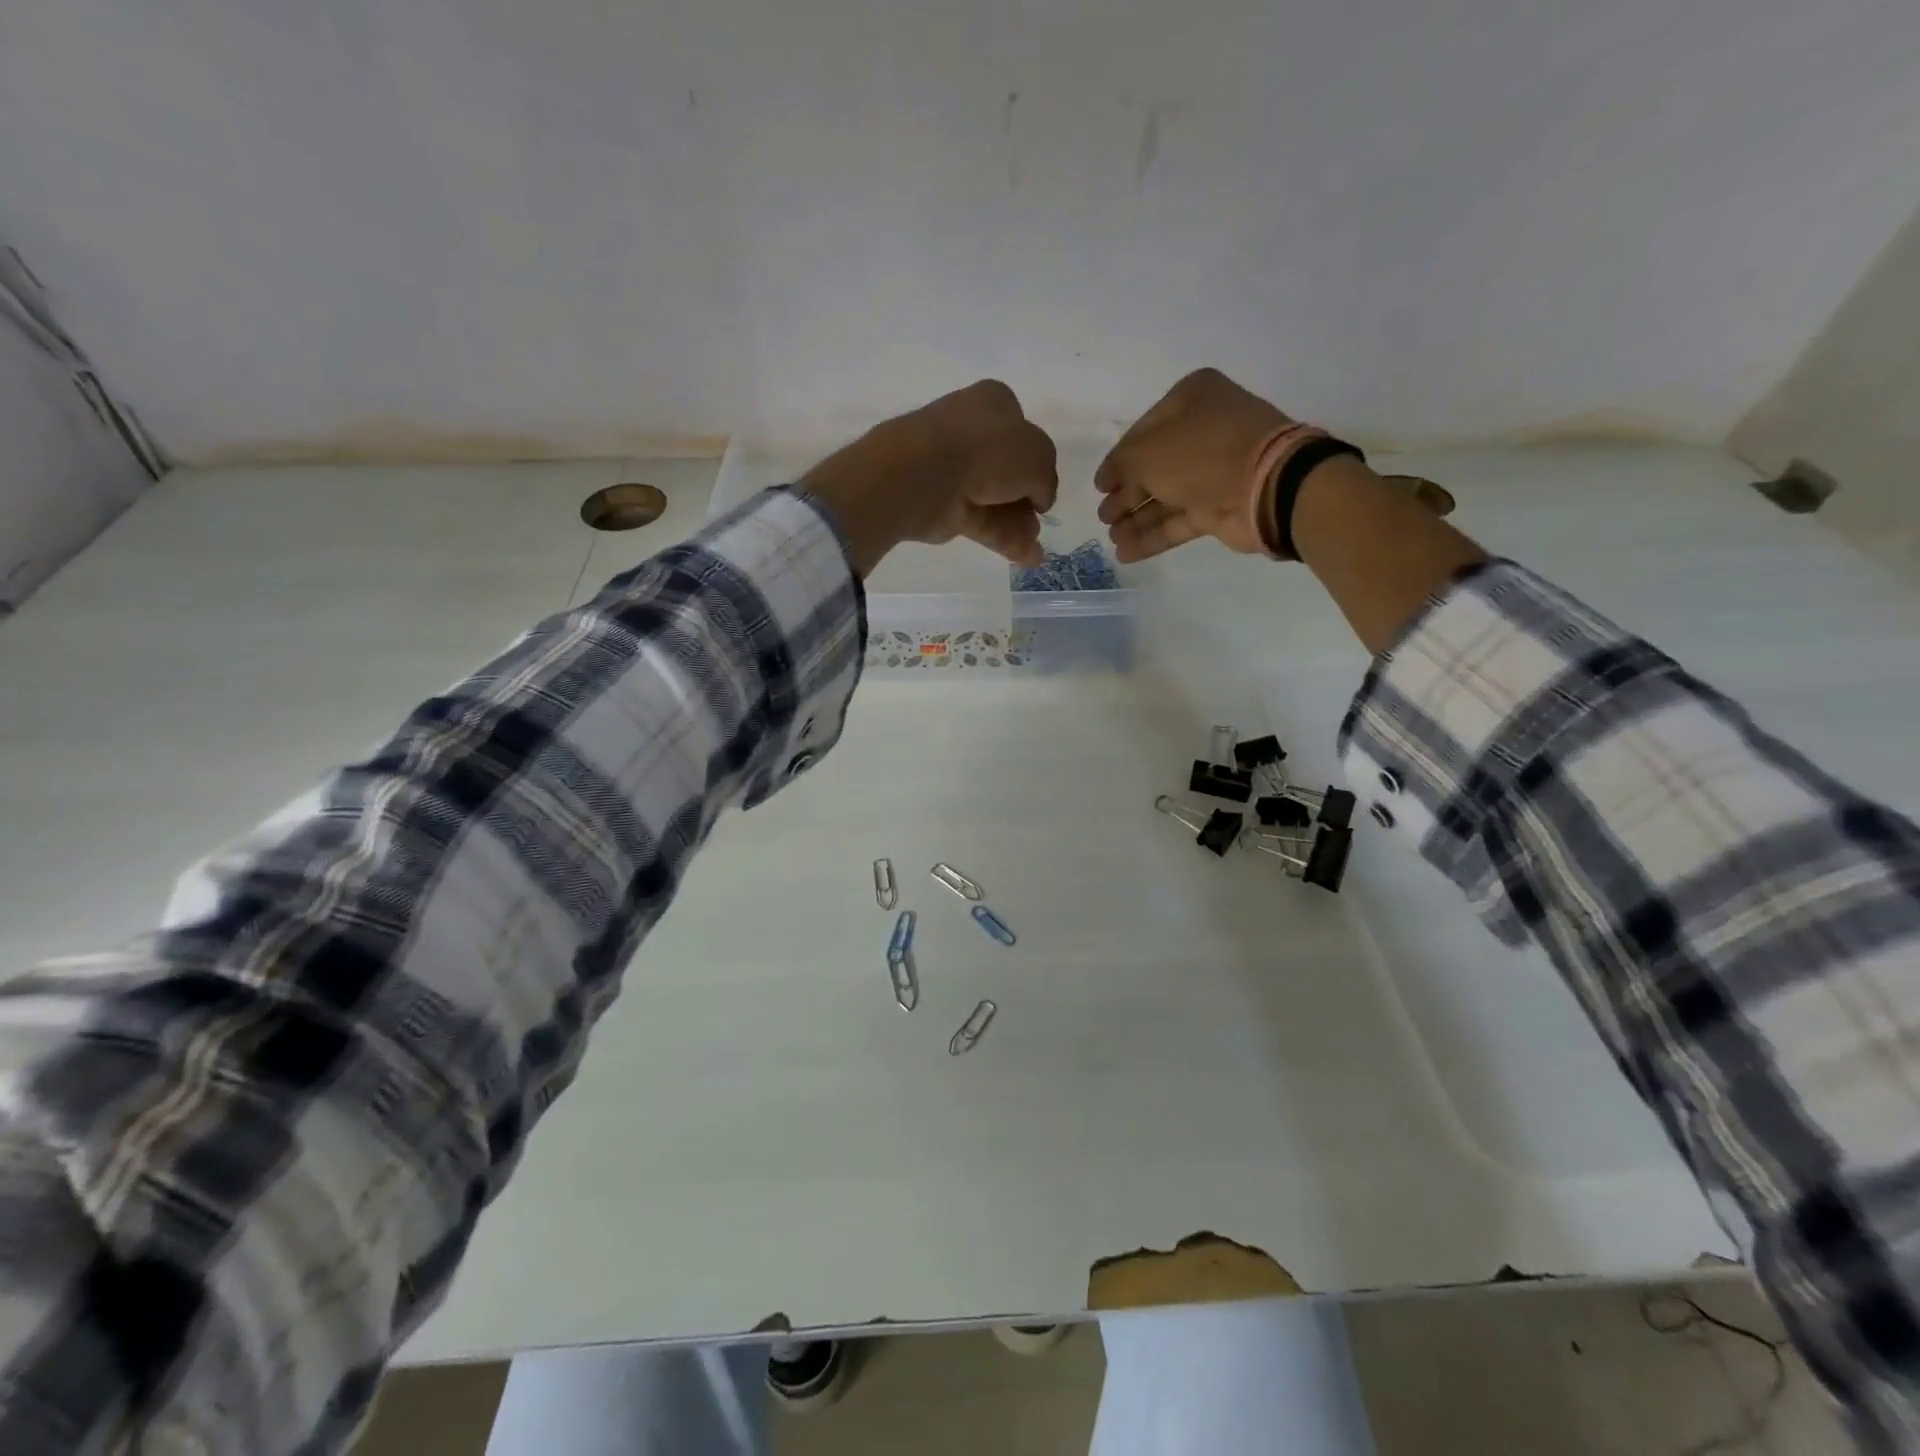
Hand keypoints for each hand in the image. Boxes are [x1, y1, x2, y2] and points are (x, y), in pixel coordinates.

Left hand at [802, 381, 1057, 575]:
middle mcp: (972, 432)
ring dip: (1020, 526)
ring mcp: (955, 470)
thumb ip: (1046, 478)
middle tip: (1040, 522)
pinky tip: (1027, 559)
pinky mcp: (945, 505)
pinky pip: (982, 522)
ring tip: (1034, 552)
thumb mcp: (1038, 456)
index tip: (1043, 483)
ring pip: (997, 499)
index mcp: (994, 404)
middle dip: (1028, 500)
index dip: (1036, 459)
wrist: (926, 474)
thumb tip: (1039, 498)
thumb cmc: (987, 450)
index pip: (1022, 429)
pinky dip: (1005, 540)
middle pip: (1009, 471)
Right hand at [1096, 368, 1297, 562]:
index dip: (1117, 461)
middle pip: (1153, 466)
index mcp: (1191, 400)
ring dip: (1136, 518)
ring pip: (1165, 496)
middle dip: (1126, 494)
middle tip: (1103, 516)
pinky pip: (1178, 520)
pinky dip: (1153, 535)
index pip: (1141, 432)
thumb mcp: (1147, 452)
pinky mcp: (1220, 507)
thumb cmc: (1201, 454)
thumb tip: (1110, 480)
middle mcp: (1203, 431)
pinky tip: (1126, 552)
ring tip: (1111, 537)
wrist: (1266, 487)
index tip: (1099, 486)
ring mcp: (1214, 471)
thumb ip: (1121, 464)